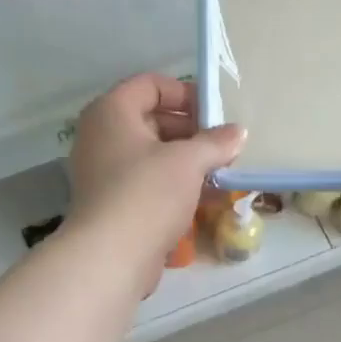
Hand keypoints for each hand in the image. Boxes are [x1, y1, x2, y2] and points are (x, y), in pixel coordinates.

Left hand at [68, 74, 244, 284]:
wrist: (112, 256)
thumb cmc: (147, 193)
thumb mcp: (188, 161)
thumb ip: (215, 142)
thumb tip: (238, 132)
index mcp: (111, 112)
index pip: (150, 85)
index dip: (185, 93)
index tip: (216, 114)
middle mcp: (101, 136)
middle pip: (151, 120)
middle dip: (191, 131)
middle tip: (223, 146)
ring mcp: (104, 173)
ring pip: (151, 155)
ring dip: (186, 161)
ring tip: (220, 172)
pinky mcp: (113, 204)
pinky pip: (147, 183)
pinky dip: (173, 186)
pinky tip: (203, 198)